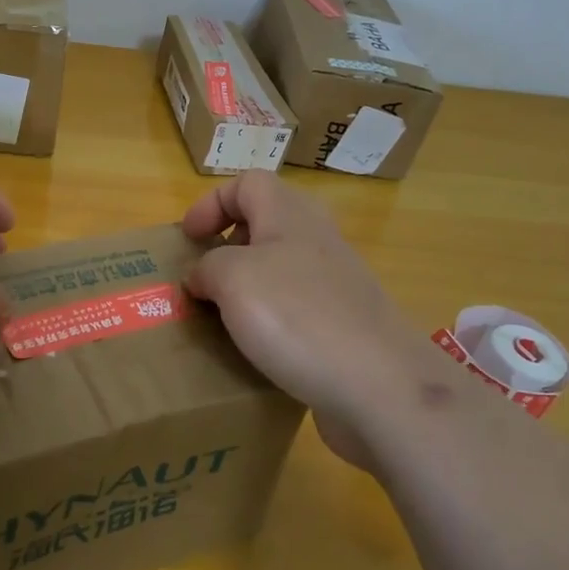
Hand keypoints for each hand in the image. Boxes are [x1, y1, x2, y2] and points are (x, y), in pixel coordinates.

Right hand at [182, 170, 464, 472]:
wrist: (381, 386)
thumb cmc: (298, 317)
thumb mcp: (232, 279)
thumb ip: (207, 267)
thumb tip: (201, 277)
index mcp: (290, 215)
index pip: (247, 183)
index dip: (211, 203)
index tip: (187, 239)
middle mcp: (317, 240)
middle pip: (267, 222)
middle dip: (229, 243)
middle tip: (204, 273)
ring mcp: (336, 284)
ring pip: (281, 268)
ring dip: (247, 286)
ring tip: (222, 315)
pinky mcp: (345, 326)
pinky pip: (297, 309)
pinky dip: (270, 321)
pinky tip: (256, 350)